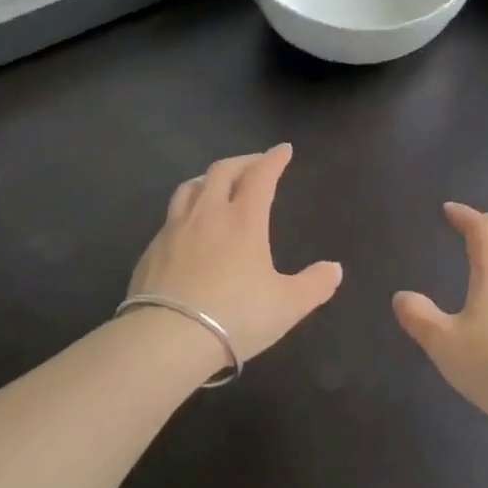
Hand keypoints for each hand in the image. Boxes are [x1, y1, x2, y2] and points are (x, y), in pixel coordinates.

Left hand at [128, 145, 342, 362]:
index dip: (273, 160)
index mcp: (243, 220)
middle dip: (242, 161)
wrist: (169, 337)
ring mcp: (174, 229)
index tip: (283, 150)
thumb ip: (314, 285)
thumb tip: (334, 269)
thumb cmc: (236, 316)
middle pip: (222, 171)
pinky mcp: (152, 249)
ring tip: (217, 184)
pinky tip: (188, 227)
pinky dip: (186, 209)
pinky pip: (171, 216)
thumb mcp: (287, 306)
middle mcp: (208, 214)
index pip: (260, 176)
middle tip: (254, 163)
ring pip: (190, 187)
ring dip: (208, 179)